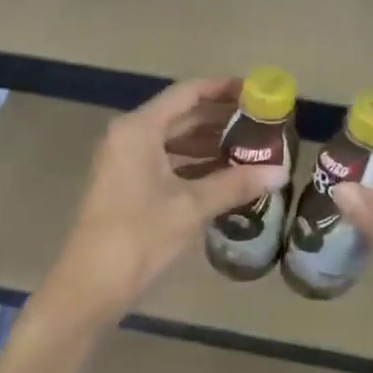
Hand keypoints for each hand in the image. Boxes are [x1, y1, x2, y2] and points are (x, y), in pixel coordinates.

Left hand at [46, 78, 284, 317]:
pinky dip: (194, 164)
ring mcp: (125, 161)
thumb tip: (280, 172)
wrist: (92, 283)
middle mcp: (129, 136)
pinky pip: (166, 162)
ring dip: (209, 143)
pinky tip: (225, 174)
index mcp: (139, 129)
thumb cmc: (140, 235)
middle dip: (220, 119)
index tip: (255, 92)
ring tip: (250, 148)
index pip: (187, 94)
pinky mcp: (127, 184)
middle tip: (261, 123)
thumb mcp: (192, 206)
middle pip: (181, 115)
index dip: (222, 89)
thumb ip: (235, 184)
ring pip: (174, 140)